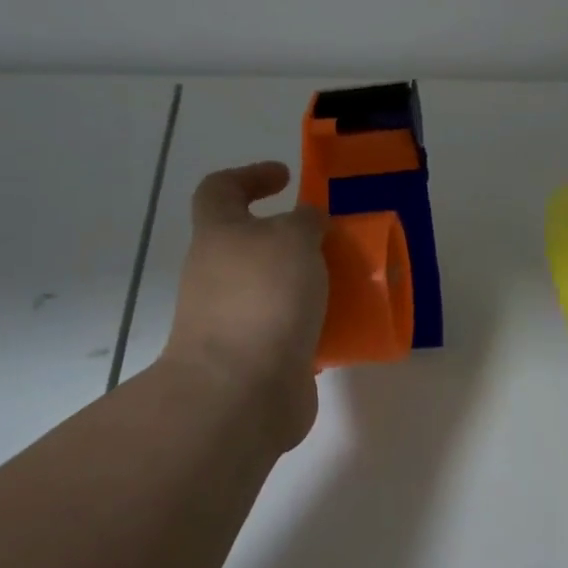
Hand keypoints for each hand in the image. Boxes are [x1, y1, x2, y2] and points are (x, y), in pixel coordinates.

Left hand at [163, 162, 328, 452]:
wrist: (239, 391)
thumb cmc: (264, 298)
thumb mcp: (294, 239)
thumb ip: (306, 221)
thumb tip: (307, 222)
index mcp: (219, 235)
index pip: (220, 189)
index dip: (250, 176)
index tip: (287, 178)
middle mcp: (218, 274)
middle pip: (251, 243)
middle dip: (292, 238)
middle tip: (332, 238)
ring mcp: (232, 319)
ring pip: (273, 287)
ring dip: (307, 282)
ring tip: (349, 282)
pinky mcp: (254, 356)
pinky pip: (287, 328)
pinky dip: (313, 323)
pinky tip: (344, 325)